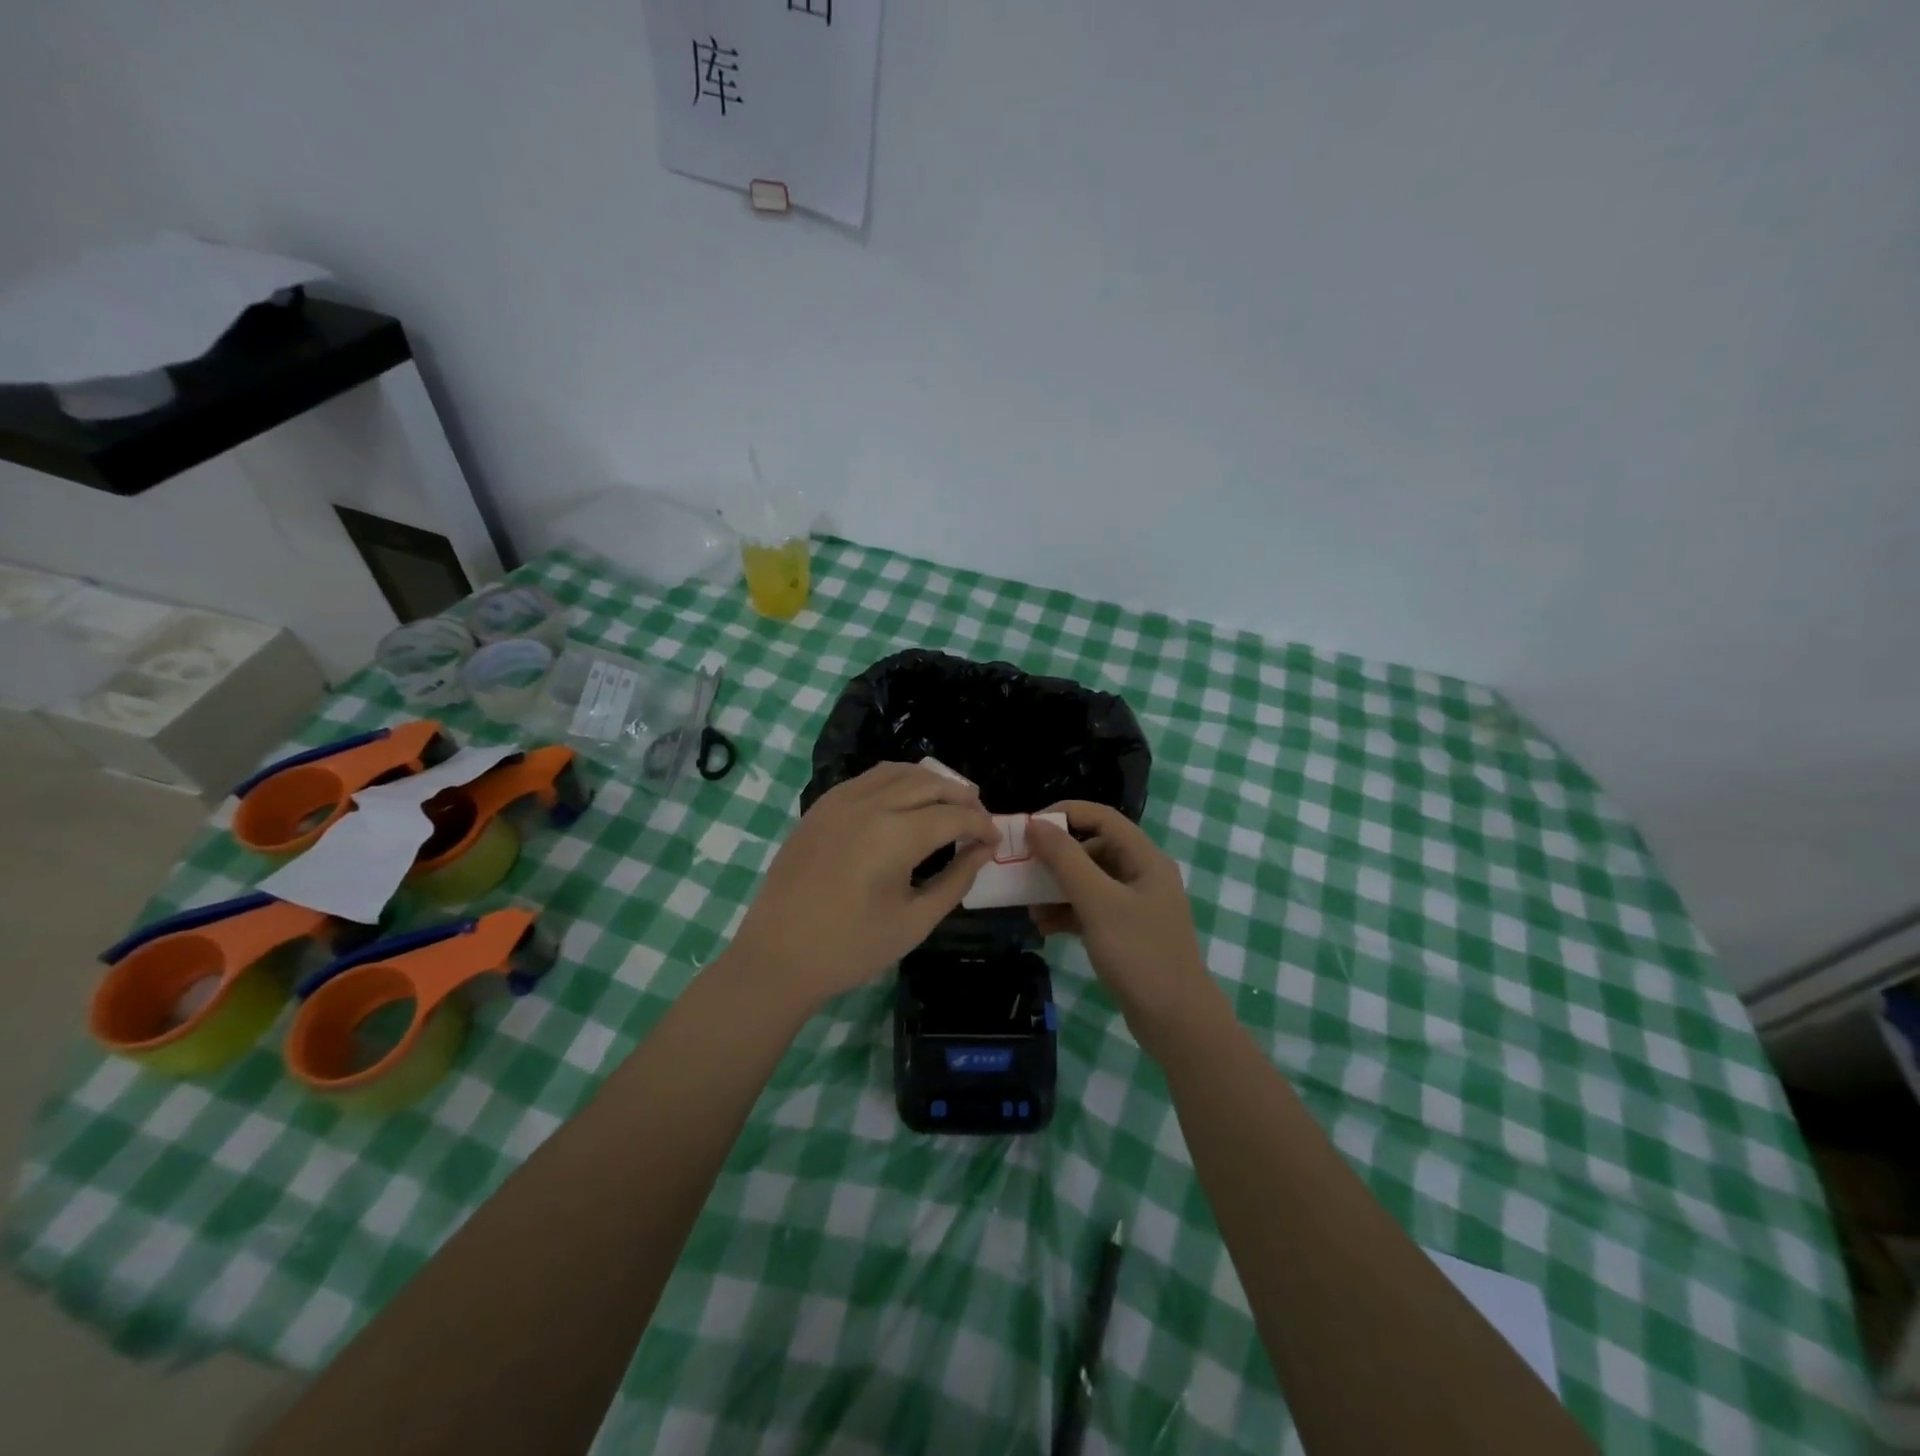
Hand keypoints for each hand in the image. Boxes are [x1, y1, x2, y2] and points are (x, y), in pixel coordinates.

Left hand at [723, 763, 996, 1010]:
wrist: (777, 957)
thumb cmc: (850, 948)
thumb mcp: (914, 921)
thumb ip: (955, 880)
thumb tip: (982, 851)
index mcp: (894, 834)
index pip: (953, 815)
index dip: (981, 824)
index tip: (995, 840)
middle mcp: (868, 804)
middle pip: (929, 783)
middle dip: (962, 797)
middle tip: (978, 819)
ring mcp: (839, 801)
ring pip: (897, 772)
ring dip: (929, 782)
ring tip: (948, 802)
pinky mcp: (820, 807)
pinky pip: (867, 779)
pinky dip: (896, 782)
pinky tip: (904, 803)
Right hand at [1028, 802, 1217, 1048]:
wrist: (1176, 1021)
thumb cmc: (1139, 954)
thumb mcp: (1098, 902)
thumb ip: (1066, 860)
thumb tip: (1035, 824)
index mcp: (1144, 858)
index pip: (1101, 817)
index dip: (1063, 814)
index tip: (1027, 827)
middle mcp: (1142, 874)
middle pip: (1092, 848)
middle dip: (1056, 859)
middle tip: (1023, 870)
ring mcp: (1135, 904)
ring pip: (1088, 880)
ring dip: (1057, 889)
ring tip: (1031, 908)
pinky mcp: (1126, 931)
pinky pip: (1091, 908)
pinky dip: (1068, 912)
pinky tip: (1046, 928)